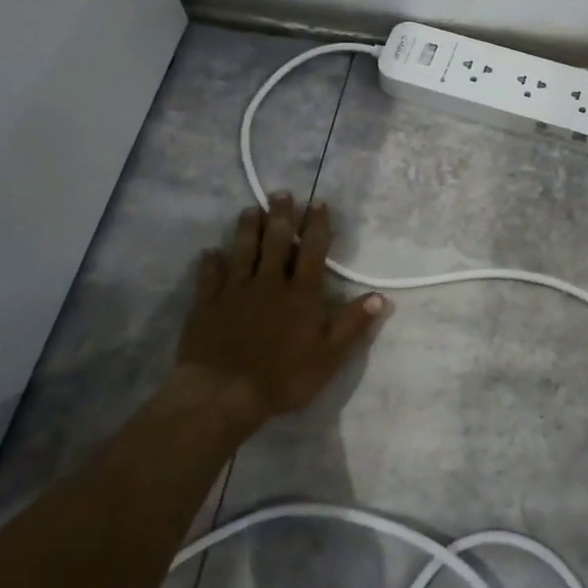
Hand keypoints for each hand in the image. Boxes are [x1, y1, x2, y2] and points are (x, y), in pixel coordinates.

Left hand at [167, 194, 384, 438]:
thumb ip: (353, 324)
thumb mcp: (329, 357)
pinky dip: (211, 262)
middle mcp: (268, 283)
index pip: (312, 251)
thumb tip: (380, 296)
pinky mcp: (207, 304)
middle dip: (281, 216)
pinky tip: (210, 252)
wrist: (223, 393)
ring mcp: (235, 291)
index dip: (317, 226)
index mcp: (300, 294)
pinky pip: (209, 277)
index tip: (318, 204)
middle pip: (276, 241)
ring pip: (243, 251)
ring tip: (250, 210)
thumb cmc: (282, 377)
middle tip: (281, 193)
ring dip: (248, 229)